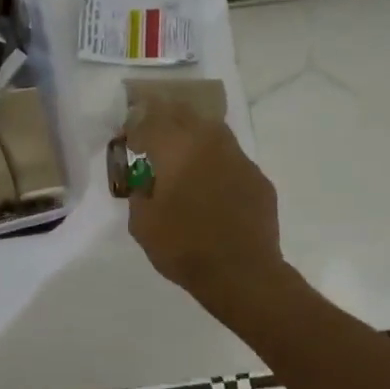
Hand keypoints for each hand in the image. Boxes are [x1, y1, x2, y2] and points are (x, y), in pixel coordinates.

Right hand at [125, 97, 286, 314]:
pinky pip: (233, 160)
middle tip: (154, 135)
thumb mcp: (142, 224)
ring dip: (195, 136)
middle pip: (186, 114)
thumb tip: (146, 182)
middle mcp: (210, 144)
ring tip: (184, 156)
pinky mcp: (259, 180)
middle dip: (167, 119)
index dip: (137, 124)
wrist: (242, 274)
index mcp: (177, 150)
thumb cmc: (183, 247)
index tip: (129, 138)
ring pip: (215, 132)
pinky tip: (212, 186)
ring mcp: (240, 160)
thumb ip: (139, 194)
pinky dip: (217, 164)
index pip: (152, 120)